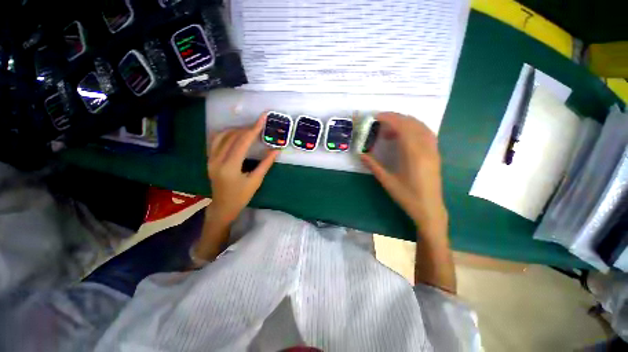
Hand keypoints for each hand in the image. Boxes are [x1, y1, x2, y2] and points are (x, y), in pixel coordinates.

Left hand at [207, 114, 279, 225]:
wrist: (223, 207)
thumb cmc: (241, 197)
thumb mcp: (256, 181)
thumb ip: (266, 164)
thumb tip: (276, 150)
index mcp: (230, 167)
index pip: (242, 142)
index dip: (253, 129)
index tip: (262, 119)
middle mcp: (217, 160)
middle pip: (232, 137)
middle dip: (247, 129)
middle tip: (259, 125)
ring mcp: (210, 159)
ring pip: (221, 136)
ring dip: (236, 130)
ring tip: (248, 130)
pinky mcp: (209, 160)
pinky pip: (215, 141)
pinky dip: (226, 134)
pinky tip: (235, 134)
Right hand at [360, 112, 447, 236]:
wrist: (429, 208)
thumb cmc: (407, 196)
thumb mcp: (387, 181)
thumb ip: (373, 166)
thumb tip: (360, 154)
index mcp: (414, 154)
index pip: (403, 127)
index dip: (390, 118)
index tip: (377, 116)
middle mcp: (426, 148)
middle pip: (412, 123)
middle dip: (396, 118)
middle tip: (380, 121)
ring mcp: (433, 150)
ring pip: (421, 126)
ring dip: (405, 122)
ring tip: (390, 129)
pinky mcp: (435, 154)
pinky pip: (426, 133)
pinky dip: (414, 129)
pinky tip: (405, 135)